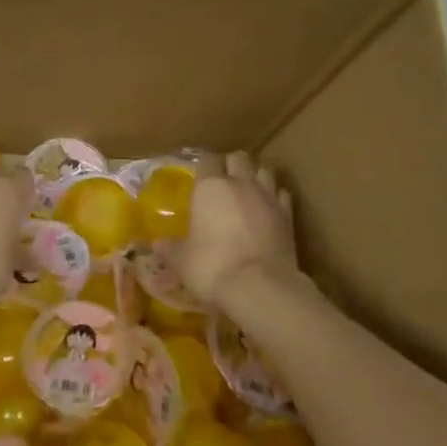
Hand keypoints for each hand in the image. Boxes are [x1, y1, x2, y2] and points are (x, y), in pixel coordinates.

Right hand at [173, 152, 298, 308]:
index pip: (207, 159)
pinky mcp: (289, 215)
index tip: (199, 176)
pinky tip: (269, 208)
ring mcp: (268, 197)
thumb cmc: (212, 267)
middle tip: (223, 181)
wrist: (260, 287)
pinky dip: (276, 197)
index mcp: (210, 187)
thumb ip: (170, 248)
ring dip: (256, 176)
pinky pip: (282, 194)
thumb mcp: (182, 261)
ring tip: (248, 191)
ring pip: (264, 170)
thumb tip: (157, 244)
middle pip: (238, 158)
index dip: (203, 166)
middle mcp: (240, 184)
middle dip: (231, 165)